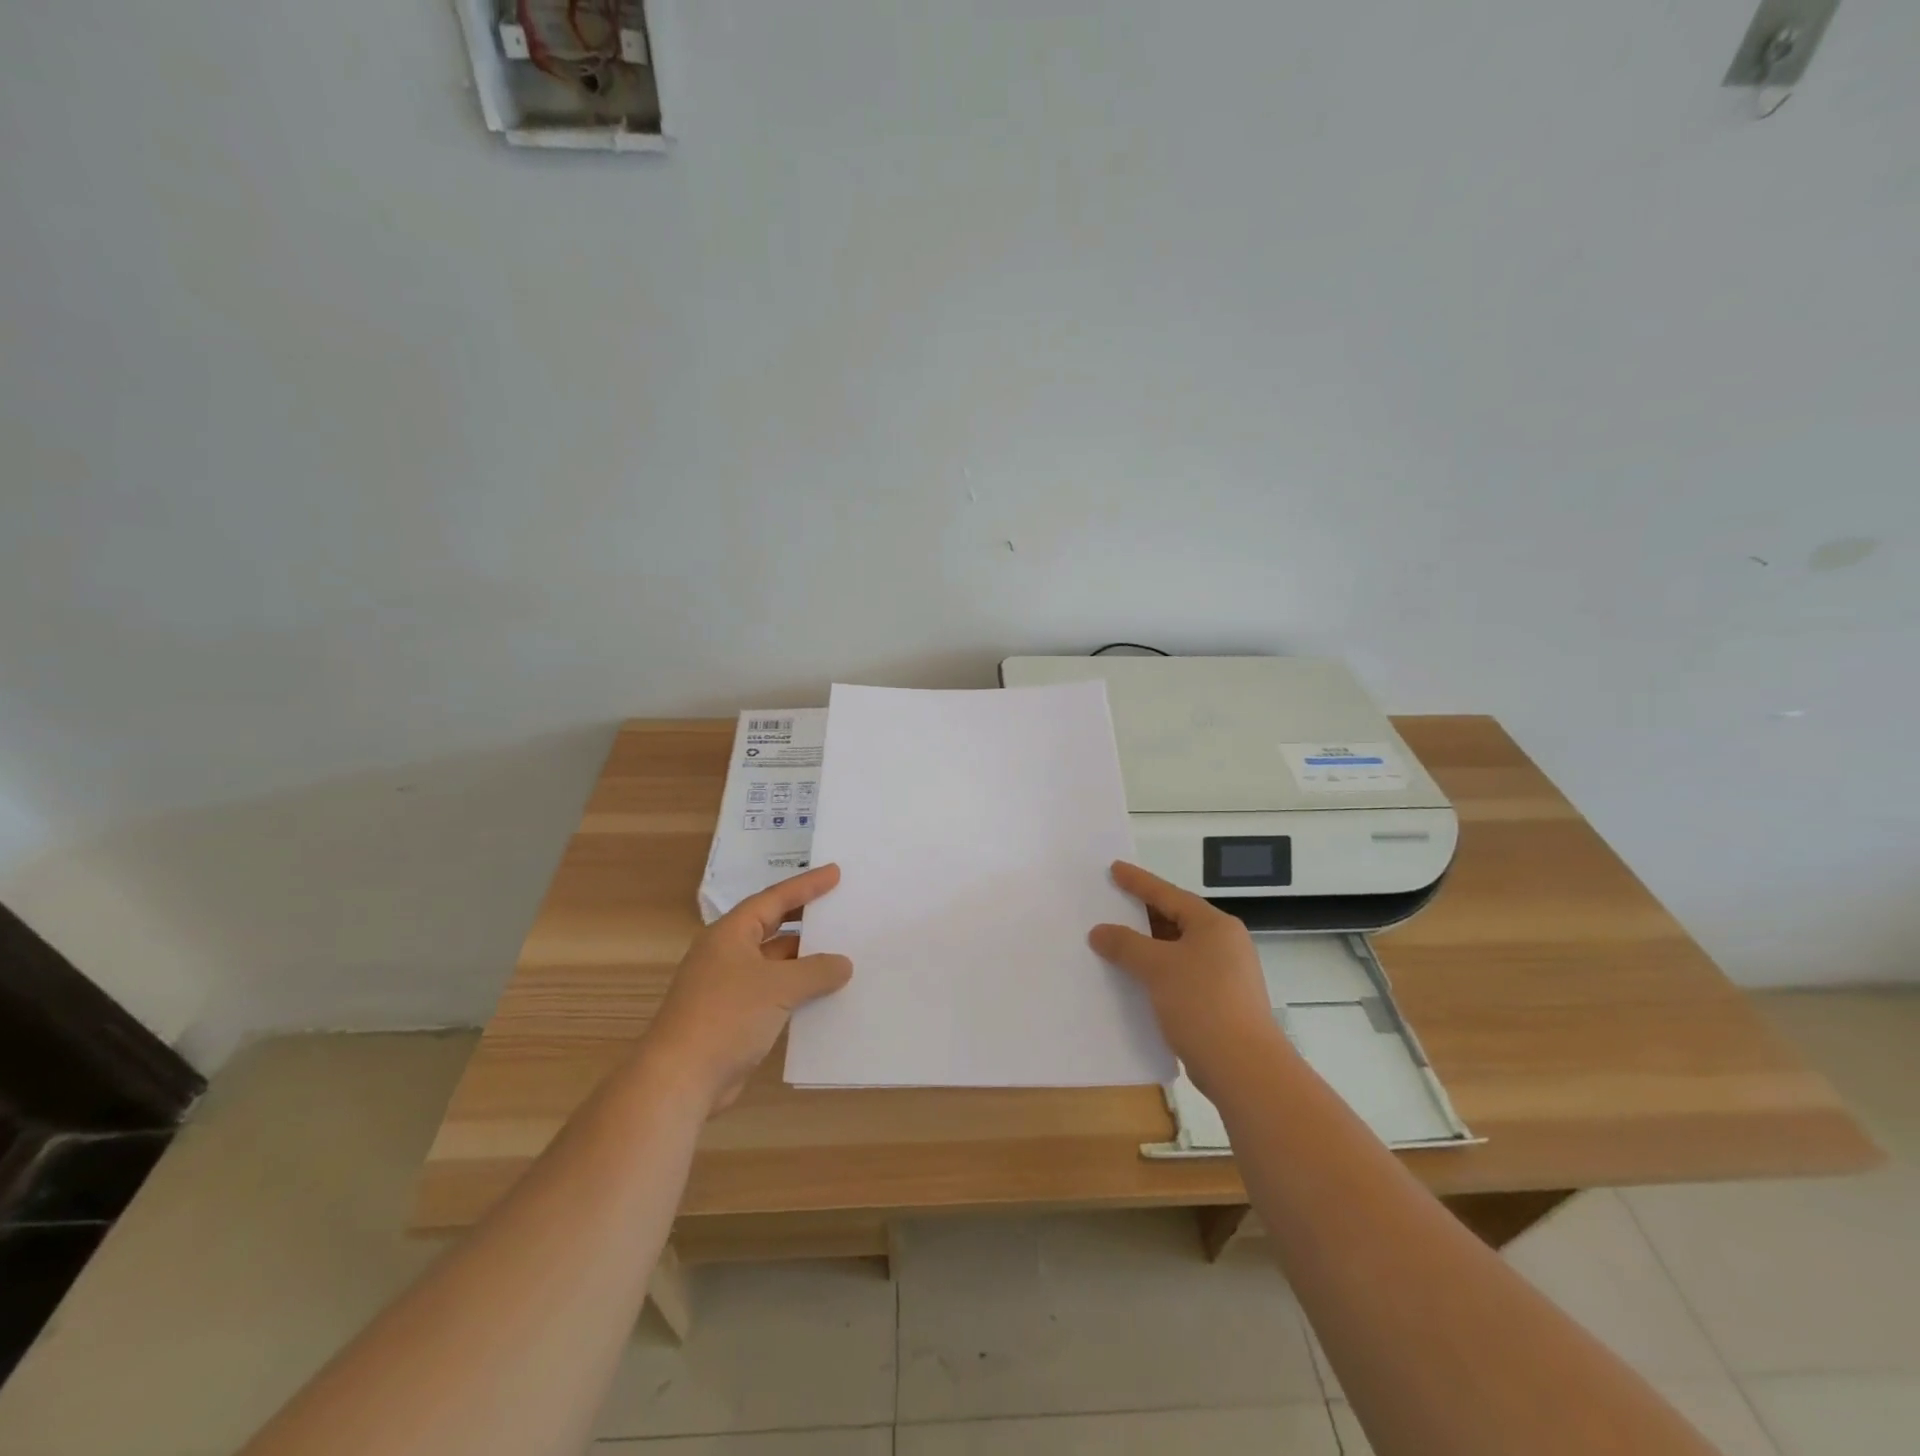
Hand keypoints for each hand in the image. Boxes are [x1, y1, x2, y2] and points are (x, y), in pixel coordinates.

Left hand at [642, 864, 852, 1113]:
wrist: (680, 1080)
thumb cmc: (727, 1017)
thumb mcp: (778, 986)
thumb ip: (816, 971)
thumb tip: (843, 964)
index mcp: (731, 934)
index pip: (774, 899)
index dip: (806, 885)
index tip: (835, 873)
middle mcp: (728, 954)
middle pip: (773, 928)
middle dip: (806, 921)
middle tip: (840, 909)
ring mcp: (729, 987)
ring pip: (775, 964)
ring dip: (805, 961)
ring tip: (843, 953)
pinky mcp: (734, 1018)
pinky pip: (774, 993)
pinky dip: (798, 991)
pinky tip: (824, 996)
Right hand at [1088, 860, 1289, 1097]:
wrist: (1245, 1068)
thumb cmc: (1202, 1003)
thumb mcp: (1157, 968)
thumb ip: (1125, 945)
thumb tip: (1099, 932)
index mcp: (1214, 925)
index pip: (1169, 894)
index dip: (1139, 881)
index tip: (1115, 869)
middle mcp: (1225, 944)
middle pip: (1177, 920)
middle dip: (1143, 914)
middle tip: (1112, 903)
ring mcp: (1227, 974)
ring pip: (1179, 949)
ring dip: (1149, 947)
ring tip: (1117, 942)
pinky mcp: (1222, 1002)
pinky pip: (1182, 974)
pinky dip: (1159, 971)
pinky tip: (1136, 980)